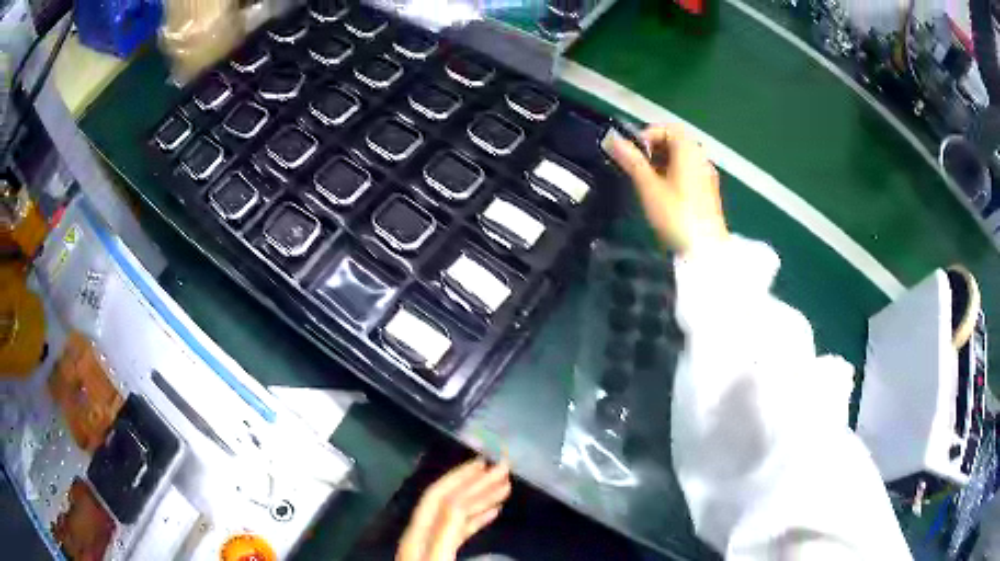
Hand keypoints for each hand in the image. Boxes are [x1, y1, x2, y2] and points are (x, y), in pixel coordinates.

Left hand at [397, 458, 511, 560]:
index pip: (447, 500)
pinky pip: (457, 531)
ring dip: (480, 497)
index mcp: (418, 532)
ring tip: (503, 485)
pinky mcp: (438, 553)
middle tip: (501, 467)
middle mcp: (421, 532)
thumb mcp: (436, 556)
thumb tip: (467, 506)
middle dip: (475, 482)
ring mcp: (429, 542)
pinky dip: (476, 518)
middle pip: (448, 500)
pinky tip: (493, 511)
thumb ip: (447, 530)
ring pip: (454, 514)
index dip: (471, 481)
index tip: (493, 464)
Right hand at [609, 123, 727, 255]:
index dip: (647, 135)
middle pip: (676, 142)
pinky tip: (662, 194)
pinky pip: (688, 172)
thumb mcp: (649, 187)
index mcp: (689, 150)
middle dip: (653, 149)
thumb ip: (631, 161)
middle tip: (634, 166)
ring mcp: (707, 175)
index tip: (631, 152)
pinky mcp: (708, 192)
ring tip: (645, 181)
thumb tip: (613, 139)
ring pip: (682, 159)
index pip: (668, 128)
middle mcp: (701, 158)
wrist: (705, 250)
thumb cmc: (675, 215)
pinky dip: (673, 174)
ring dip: (661, 162)